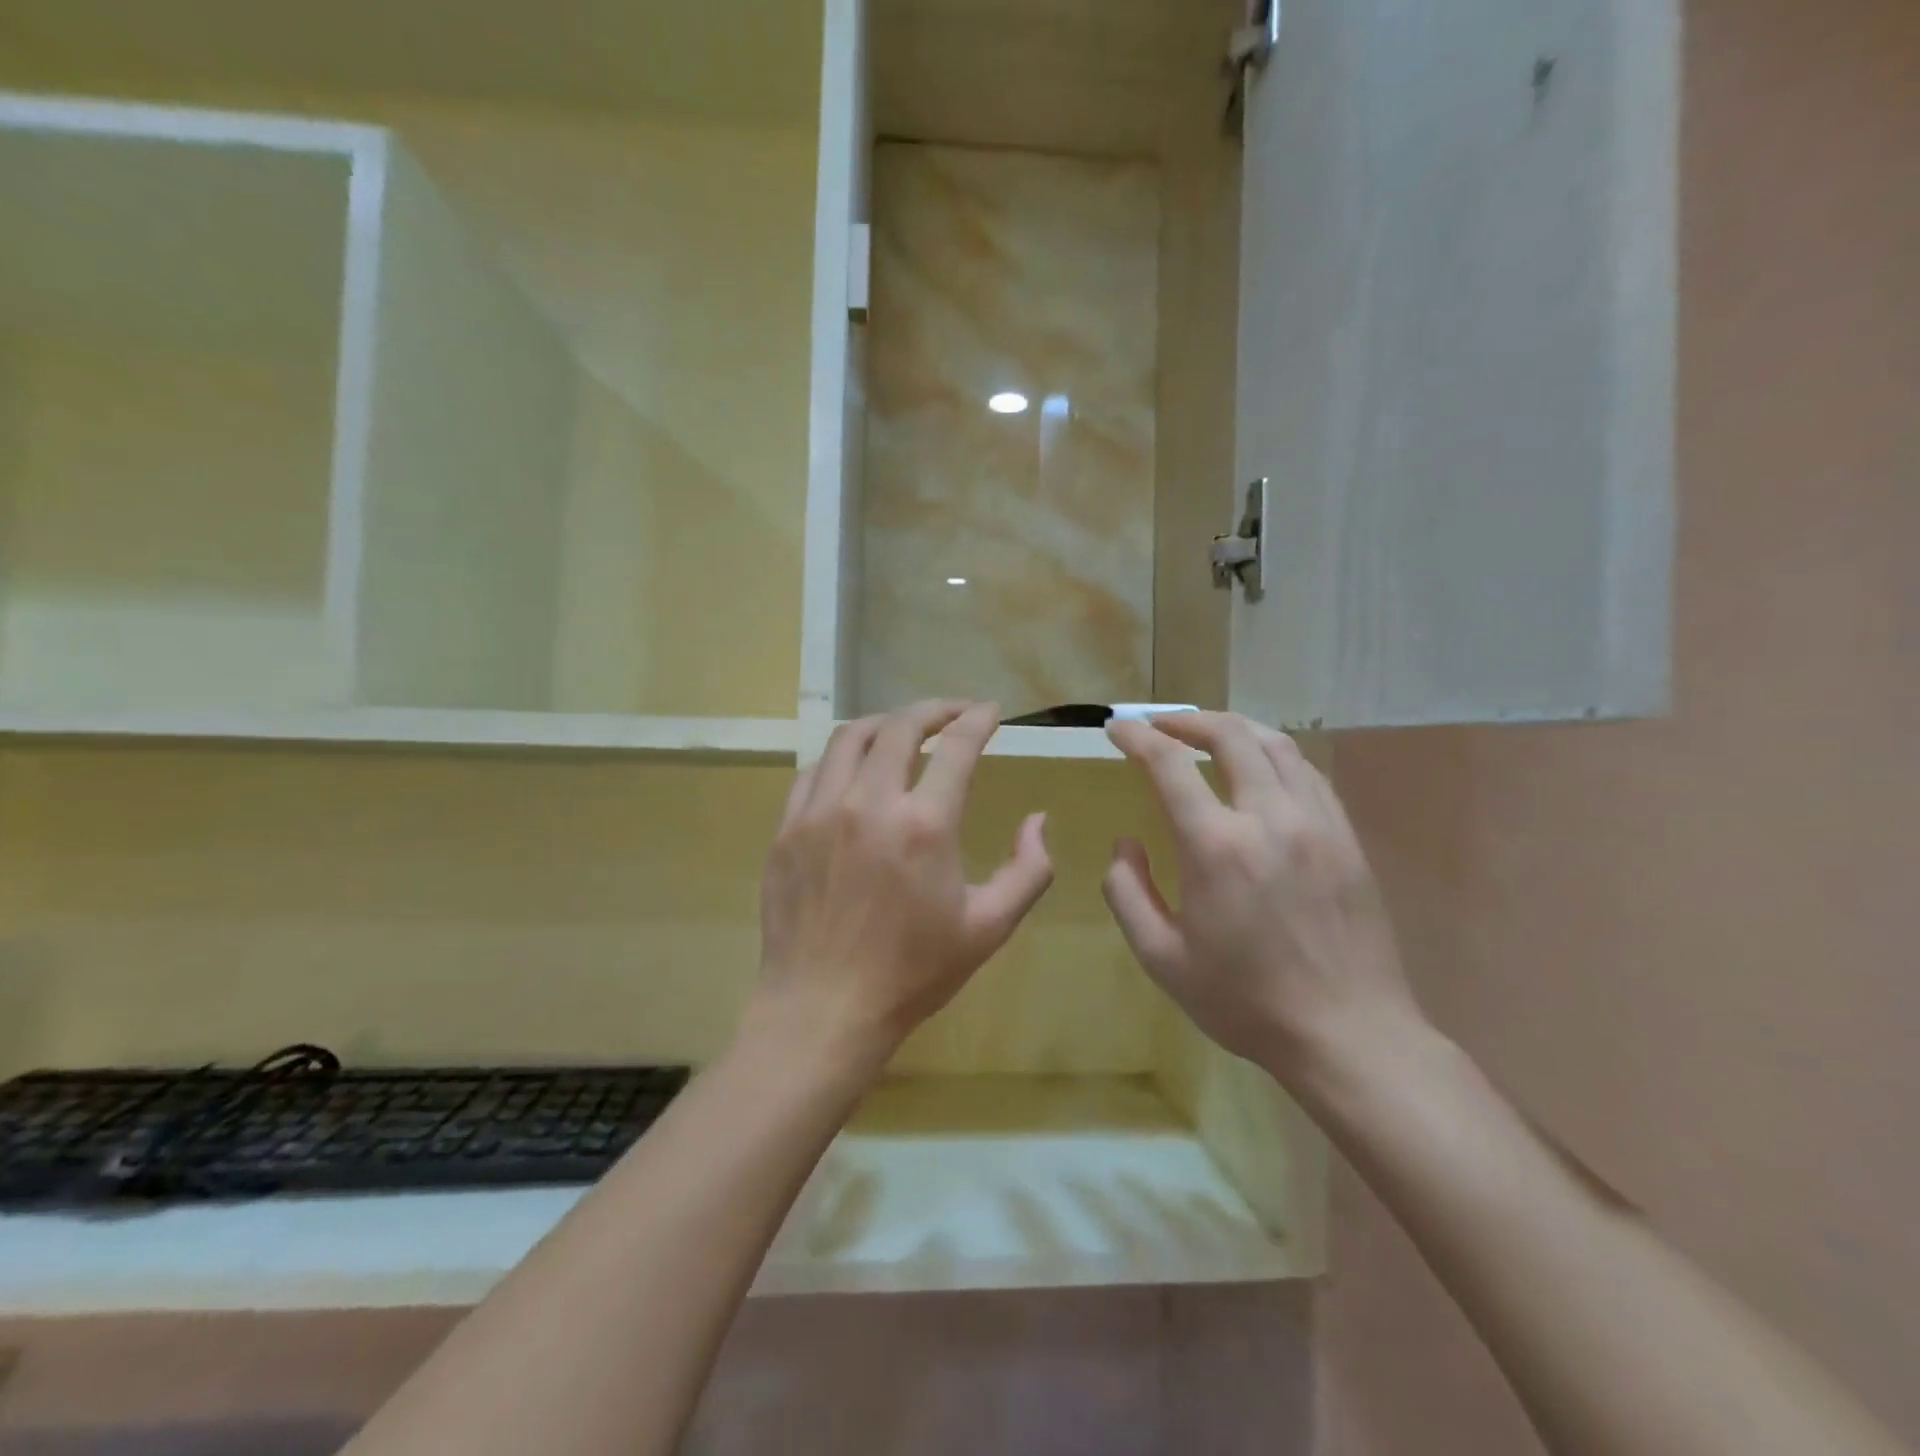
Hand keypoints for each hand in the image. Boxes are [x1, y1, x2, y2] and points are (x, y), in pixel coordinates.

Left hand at [753, 701, 1054, 1072]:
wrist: (823, 1009)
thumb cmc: (913, 973)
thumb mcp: (990, 927)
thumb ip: (1028, 869)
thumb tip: (1037, 820)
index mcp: (925, 825)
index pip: (957, 746)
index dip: (978, 720)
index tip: (990, 712)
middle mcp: (869, 803)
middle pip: (901, 726)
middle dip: (934, 710)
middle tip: (953, 713)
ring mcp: (820, 812)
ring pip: (850, 737)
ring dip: (884, 722)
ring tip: (904, 729)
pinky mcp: (787, 829)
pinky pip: (814, 771)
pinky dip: (842, 757)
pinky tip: (854, 770)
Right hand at [1103, 712, 1420, 1086]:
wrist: (1349, 1034)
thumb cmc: (1245, 1001)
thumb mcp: (1162, 959)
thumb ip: (1128, 893)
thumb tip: (1125, 845)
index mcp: (1217, 847)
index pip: (1168, 764)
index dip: (1136, 737)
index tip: (1116, 729)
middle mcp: (1269, 818)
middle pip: (1230, 735)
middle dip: (1186, 721)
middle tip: (1159, 726)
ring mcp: (1317, 823)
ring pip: (1276, 744)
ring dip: (1234, 729)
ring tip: (1207, 735)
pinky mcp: (1346, 838)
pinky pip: (1308, 774)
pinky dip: (1274, 756)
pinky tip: (1260, 770)